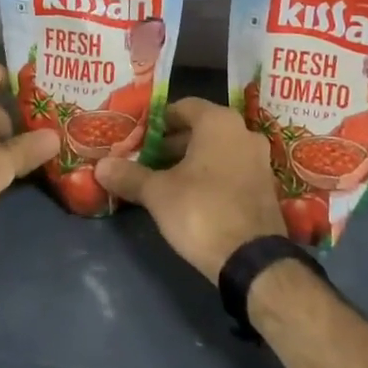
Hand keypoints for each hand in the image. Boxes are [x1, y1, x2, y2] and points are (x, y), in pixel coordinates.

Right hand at [95, 97, 284, 281]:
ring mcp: (260, 160)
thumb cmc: (201, 211)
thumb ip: (130, 175)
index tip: (139, 137)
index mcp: (218, 122)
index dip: (159, 120)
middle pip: (202, 128)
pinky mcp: (266, 187)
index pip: (184, 106)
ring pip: (218, 150)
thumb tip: (101, 166)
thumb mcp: (157, 193)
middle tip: (147, 160)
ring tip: (165, 180)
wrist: (253, 261)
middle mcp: (244, 132)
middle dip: (173, 143)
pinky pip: (233, 169)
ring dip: (192, 160)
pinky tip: (192, 197)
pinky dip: (212, 175)